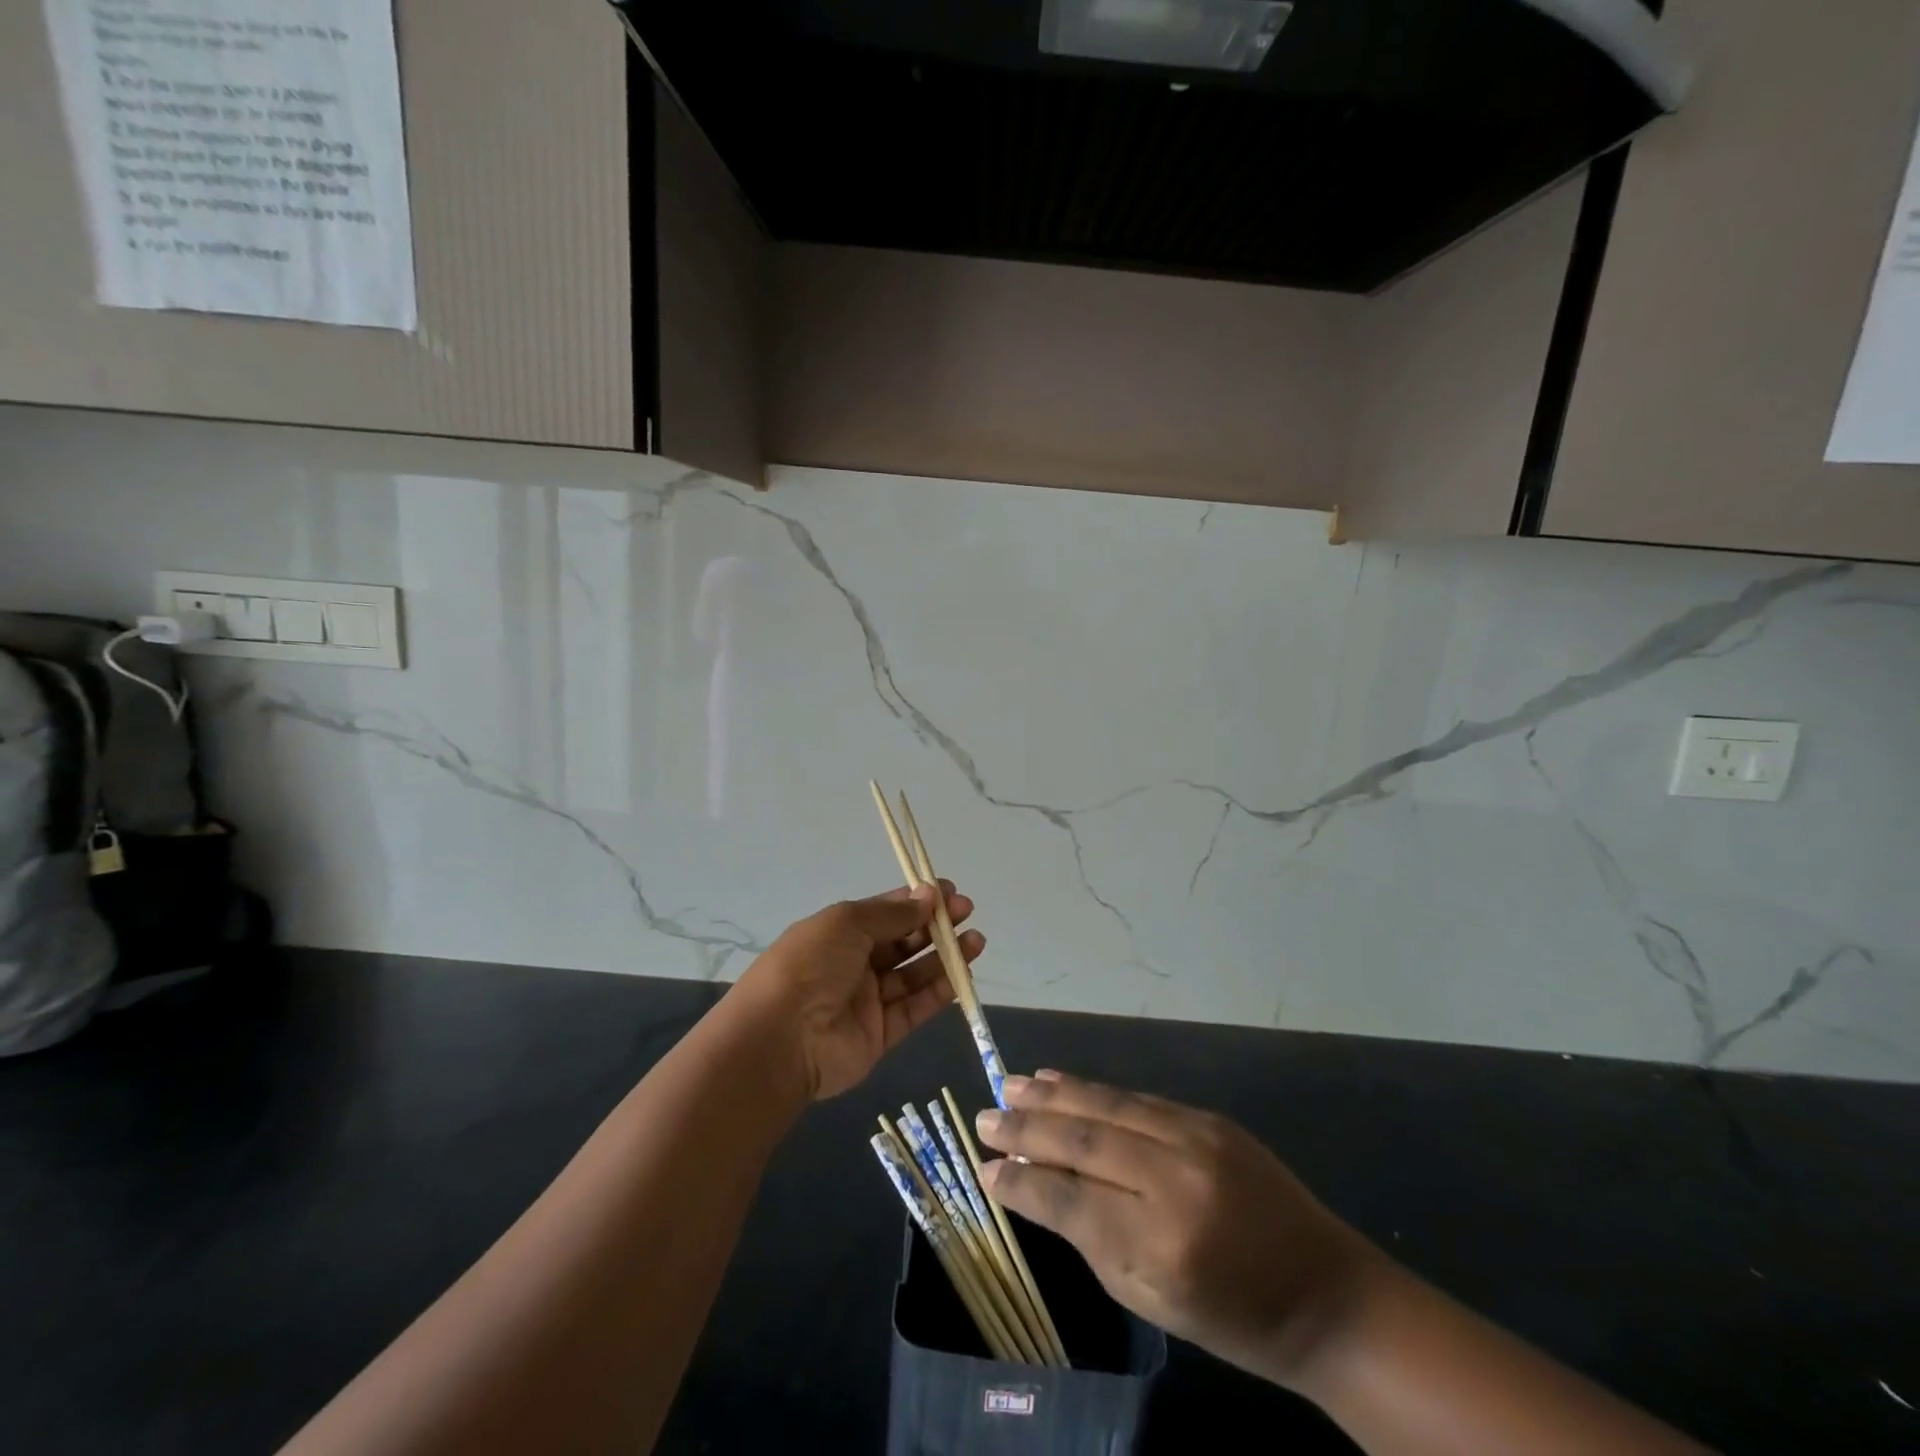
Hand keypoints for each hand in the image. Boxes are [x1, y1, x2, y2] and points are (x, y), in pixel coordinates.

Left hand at [732, 883, 983, 1101]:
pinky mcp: (881, 1034)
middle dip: (935, 925)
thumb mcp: (848, 923)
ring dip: (945, 956)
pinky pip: (915, 1008)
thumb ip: (893, 913)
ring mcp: (868, 1000)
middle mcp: (854, 963)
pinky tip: (964, 973)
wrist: (781, 1039)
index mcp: (840, 932)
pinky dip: (940, 991)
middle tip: (967, 912)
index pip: (885, 911)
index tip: (949, 891)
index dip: (917, 900)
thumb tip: (929, 896)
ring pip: (914, 974)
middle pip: (903, 941)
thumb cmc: (810, 965)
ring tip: (976, 941)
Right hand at [975, 1071, 1378, 1386]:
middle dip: (1026, 1127)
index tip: (983, 1167)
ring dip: (1053, 1094)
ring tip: (1009, 1085)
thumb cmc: (1232, 1317)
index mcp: (1159, 1242)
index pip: (1068, 1197)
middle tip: (983, 1117)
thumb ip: (1087, 1234)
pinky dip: (1094, 1090)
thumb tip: (1030, 1184)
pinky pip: (1137, 1098)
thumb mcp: (1150, 1297)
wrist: (1325, 1292)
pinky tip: (1062, 1081)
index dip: (1020, 1181)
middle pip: (1082, 1139)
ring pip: (1106, 1104)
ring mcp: (1195, 1138)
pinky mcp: (1209, 1118)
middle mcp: (1174, 1178)